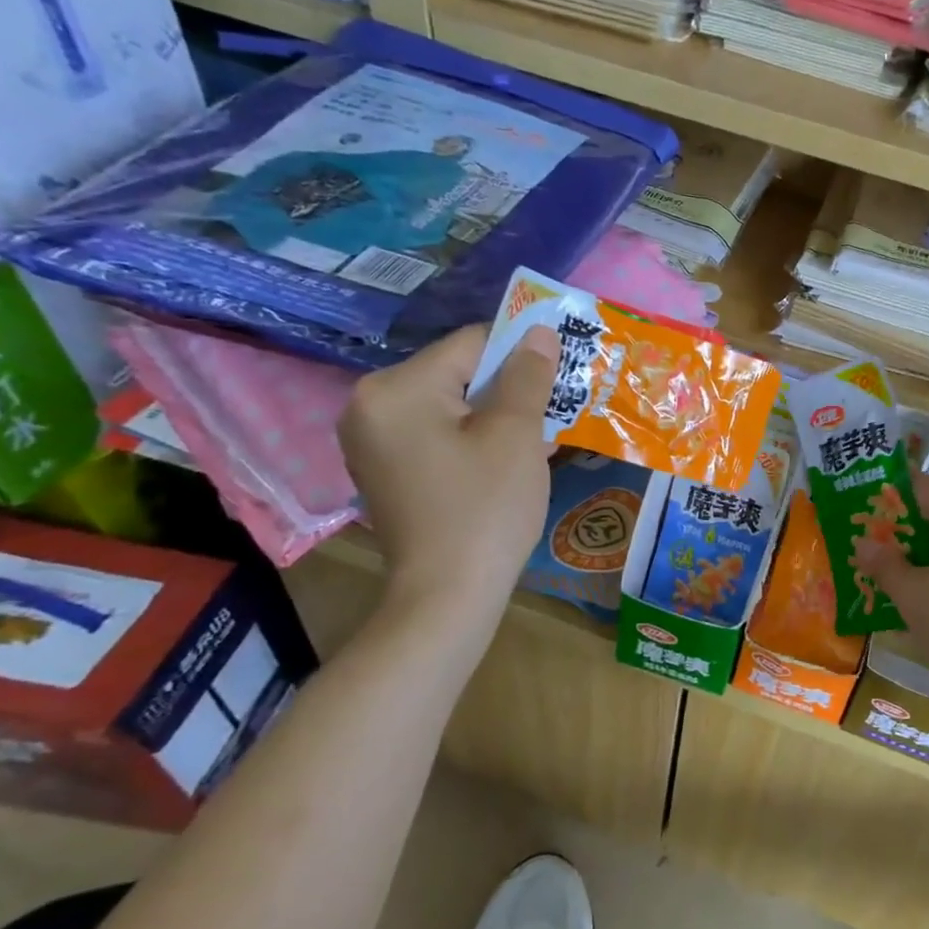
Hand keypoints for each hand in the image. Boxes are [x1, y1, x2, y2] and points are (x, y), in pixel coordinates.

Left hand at [339, 323, 557, 620]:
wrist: (447, 596)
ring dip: (493, 416)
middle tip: (550, 415)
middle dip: (507, 390)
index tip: (559, 378)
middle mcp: (369, 405)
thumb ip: (527, 375)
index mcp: (395, 388)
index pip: (471, 345)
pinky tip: (504, 462)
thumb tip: (538, 331)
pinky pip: (435, 435)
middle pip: (456, 375)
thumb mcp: (515, 435)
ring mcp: (370, 441)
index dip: (521, 355)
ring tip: (534, 440)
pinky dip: (470, 439)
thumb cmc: (485, 509)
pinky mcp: (383, 470)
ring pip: (449, 407)